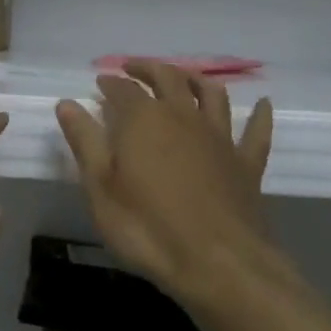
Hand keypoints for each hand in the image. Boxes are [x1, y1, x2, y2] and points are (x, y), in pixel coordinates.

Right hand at [55, 61, 282, 311]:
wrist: (217, 262)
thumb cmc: (147, 227)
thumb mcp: (100, 187)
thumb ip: (85, 140)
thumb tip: (67, 102)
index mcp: (144, 119)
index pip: (123, 89)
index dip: (110, 83)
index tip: (101, 81)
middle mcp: (183, 116)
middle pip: (167, 78)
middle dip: (148, 68)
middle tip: (134, 68)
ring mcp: (219, 137)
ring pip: (211, 94)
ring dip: (196, 79)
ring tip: (183, 76)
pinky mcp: (246, 163)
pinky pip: (256, 132)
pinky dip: (259, 115)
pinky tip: (263, 104)